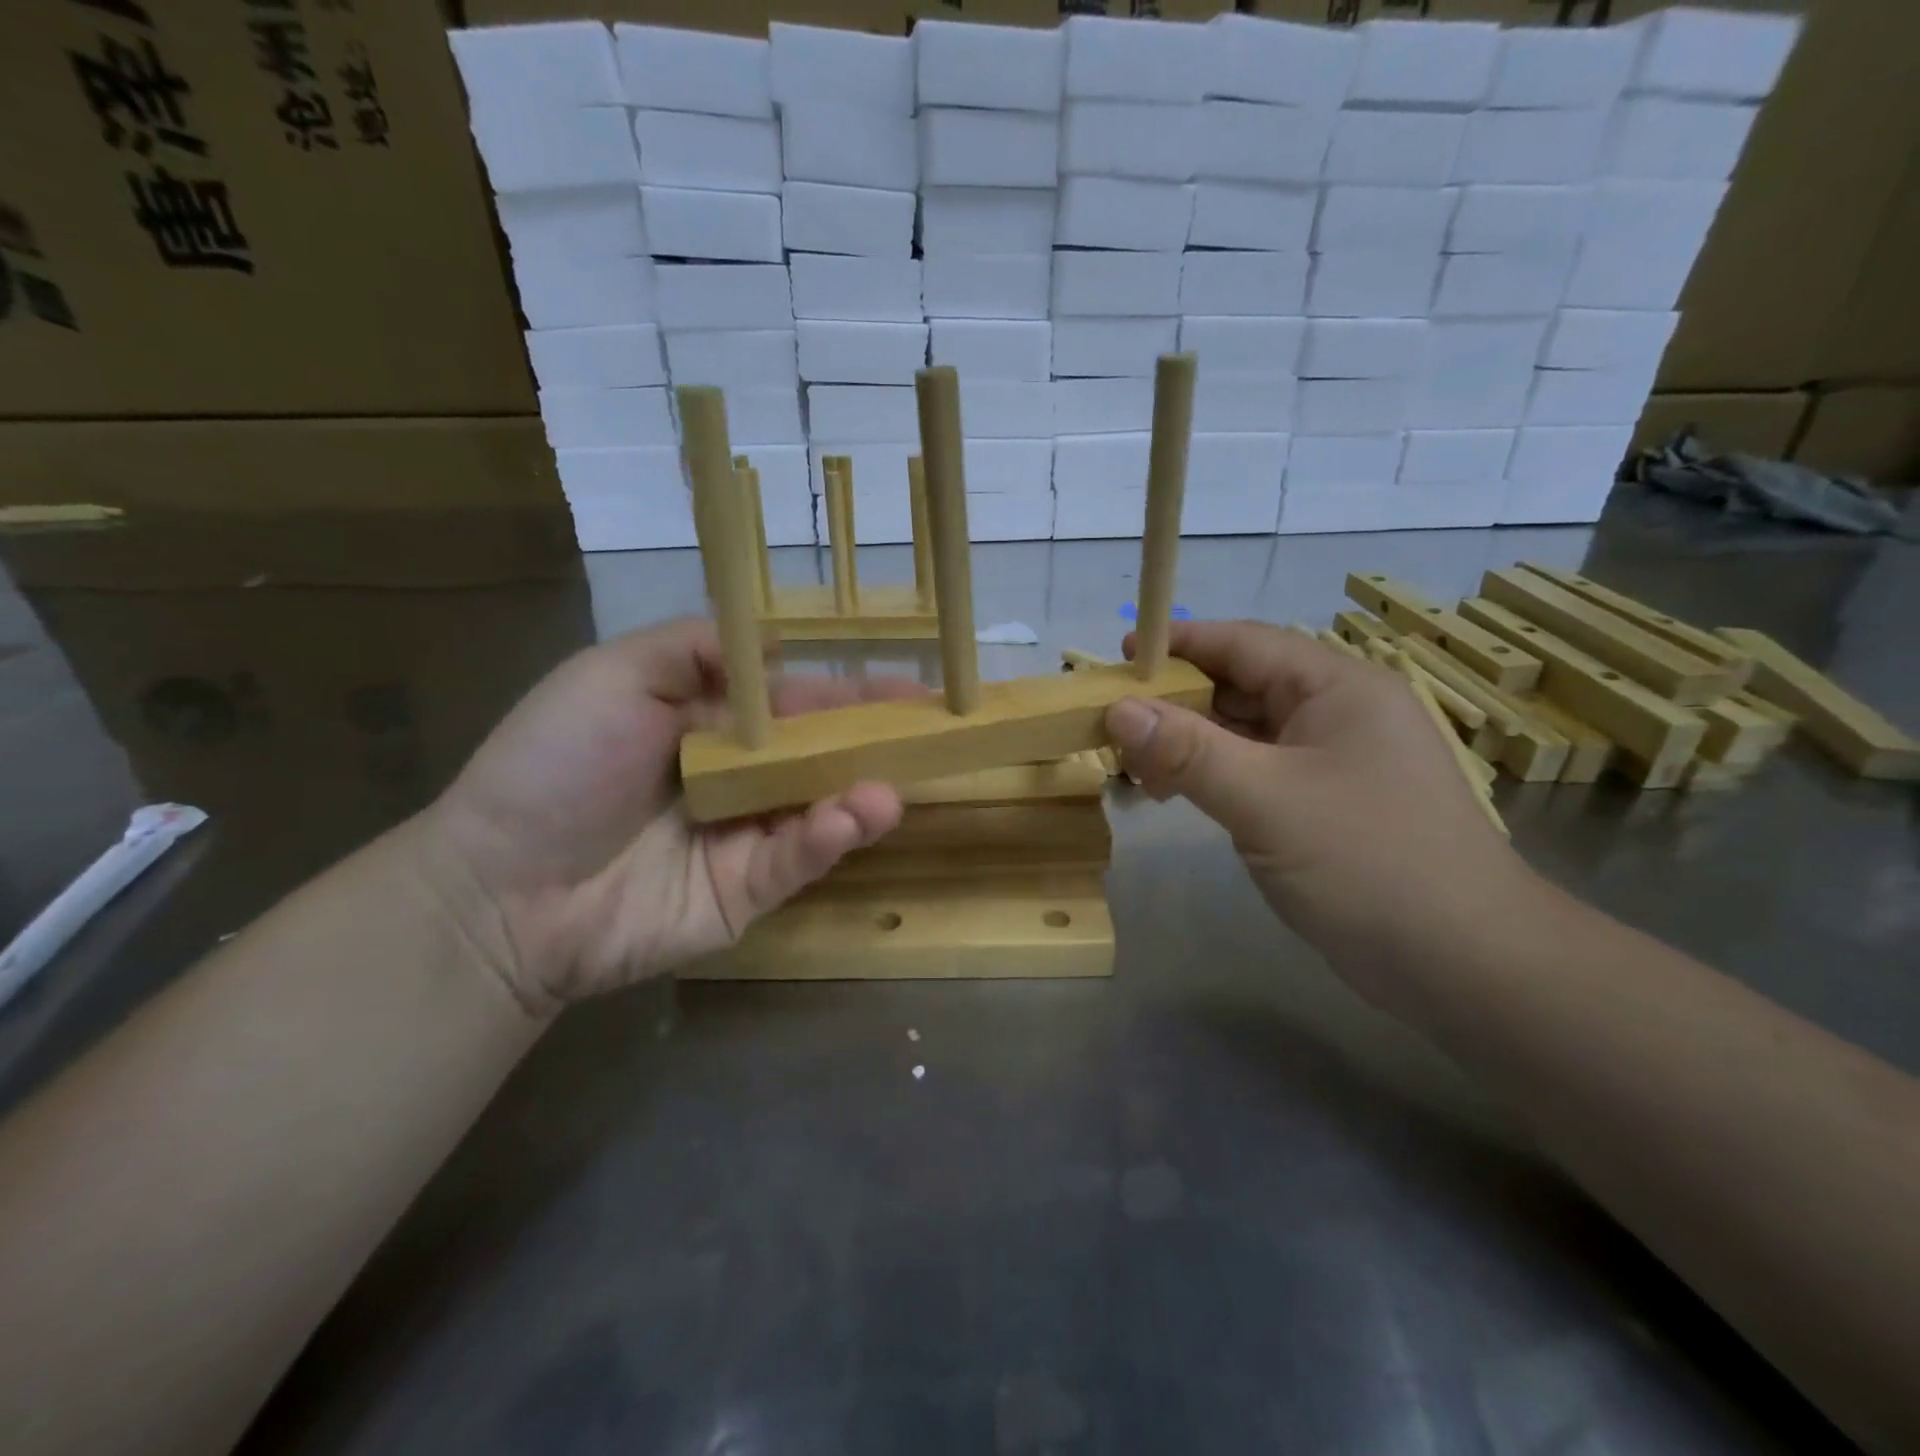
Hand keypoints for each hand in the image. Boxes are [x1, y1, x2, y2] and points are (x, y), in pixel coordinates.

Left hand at [418, 619, 913, 1011]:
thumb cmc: (556, 765)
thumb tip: (781, 643)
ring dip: (860, 796)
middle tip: (932, 733)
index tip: (912, 688)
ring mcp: (746, 838)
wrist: (498, 886)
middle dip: (875, 744)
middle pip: (821, 757)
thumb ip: (698, 649)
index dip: (851, 694)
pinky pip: (796, 860)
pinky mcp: (746, 892)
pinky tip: (850, 818)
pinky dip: (827, 839)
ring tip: (886, 789)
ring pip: (820, 811)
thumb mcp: (616, 675)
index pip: (797, 704)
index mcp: (712, 725)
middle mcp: (739, 778)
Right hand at [1104, 621, 1532, 1005]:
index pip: (1244, 643)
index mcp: (1337, 687)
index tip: (1120, 656)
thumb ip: (1187, 751)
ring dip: (1191, 741)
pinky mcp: (1329, 806)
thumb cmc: (1368, 863)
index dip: (1178, 644)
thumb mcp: (1265, 800)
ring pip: (1247, 733)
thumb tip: (1117, 710)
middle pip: (1242, 686)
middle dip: (1177, 699)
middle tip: (1112, 717)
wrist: (1467, 965)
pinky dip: (1215, 775)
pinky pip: (1259, 772)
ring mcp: (1336, 762)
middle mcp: (1338, 713)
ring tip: (1133, 759)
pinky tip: (1179, 792)